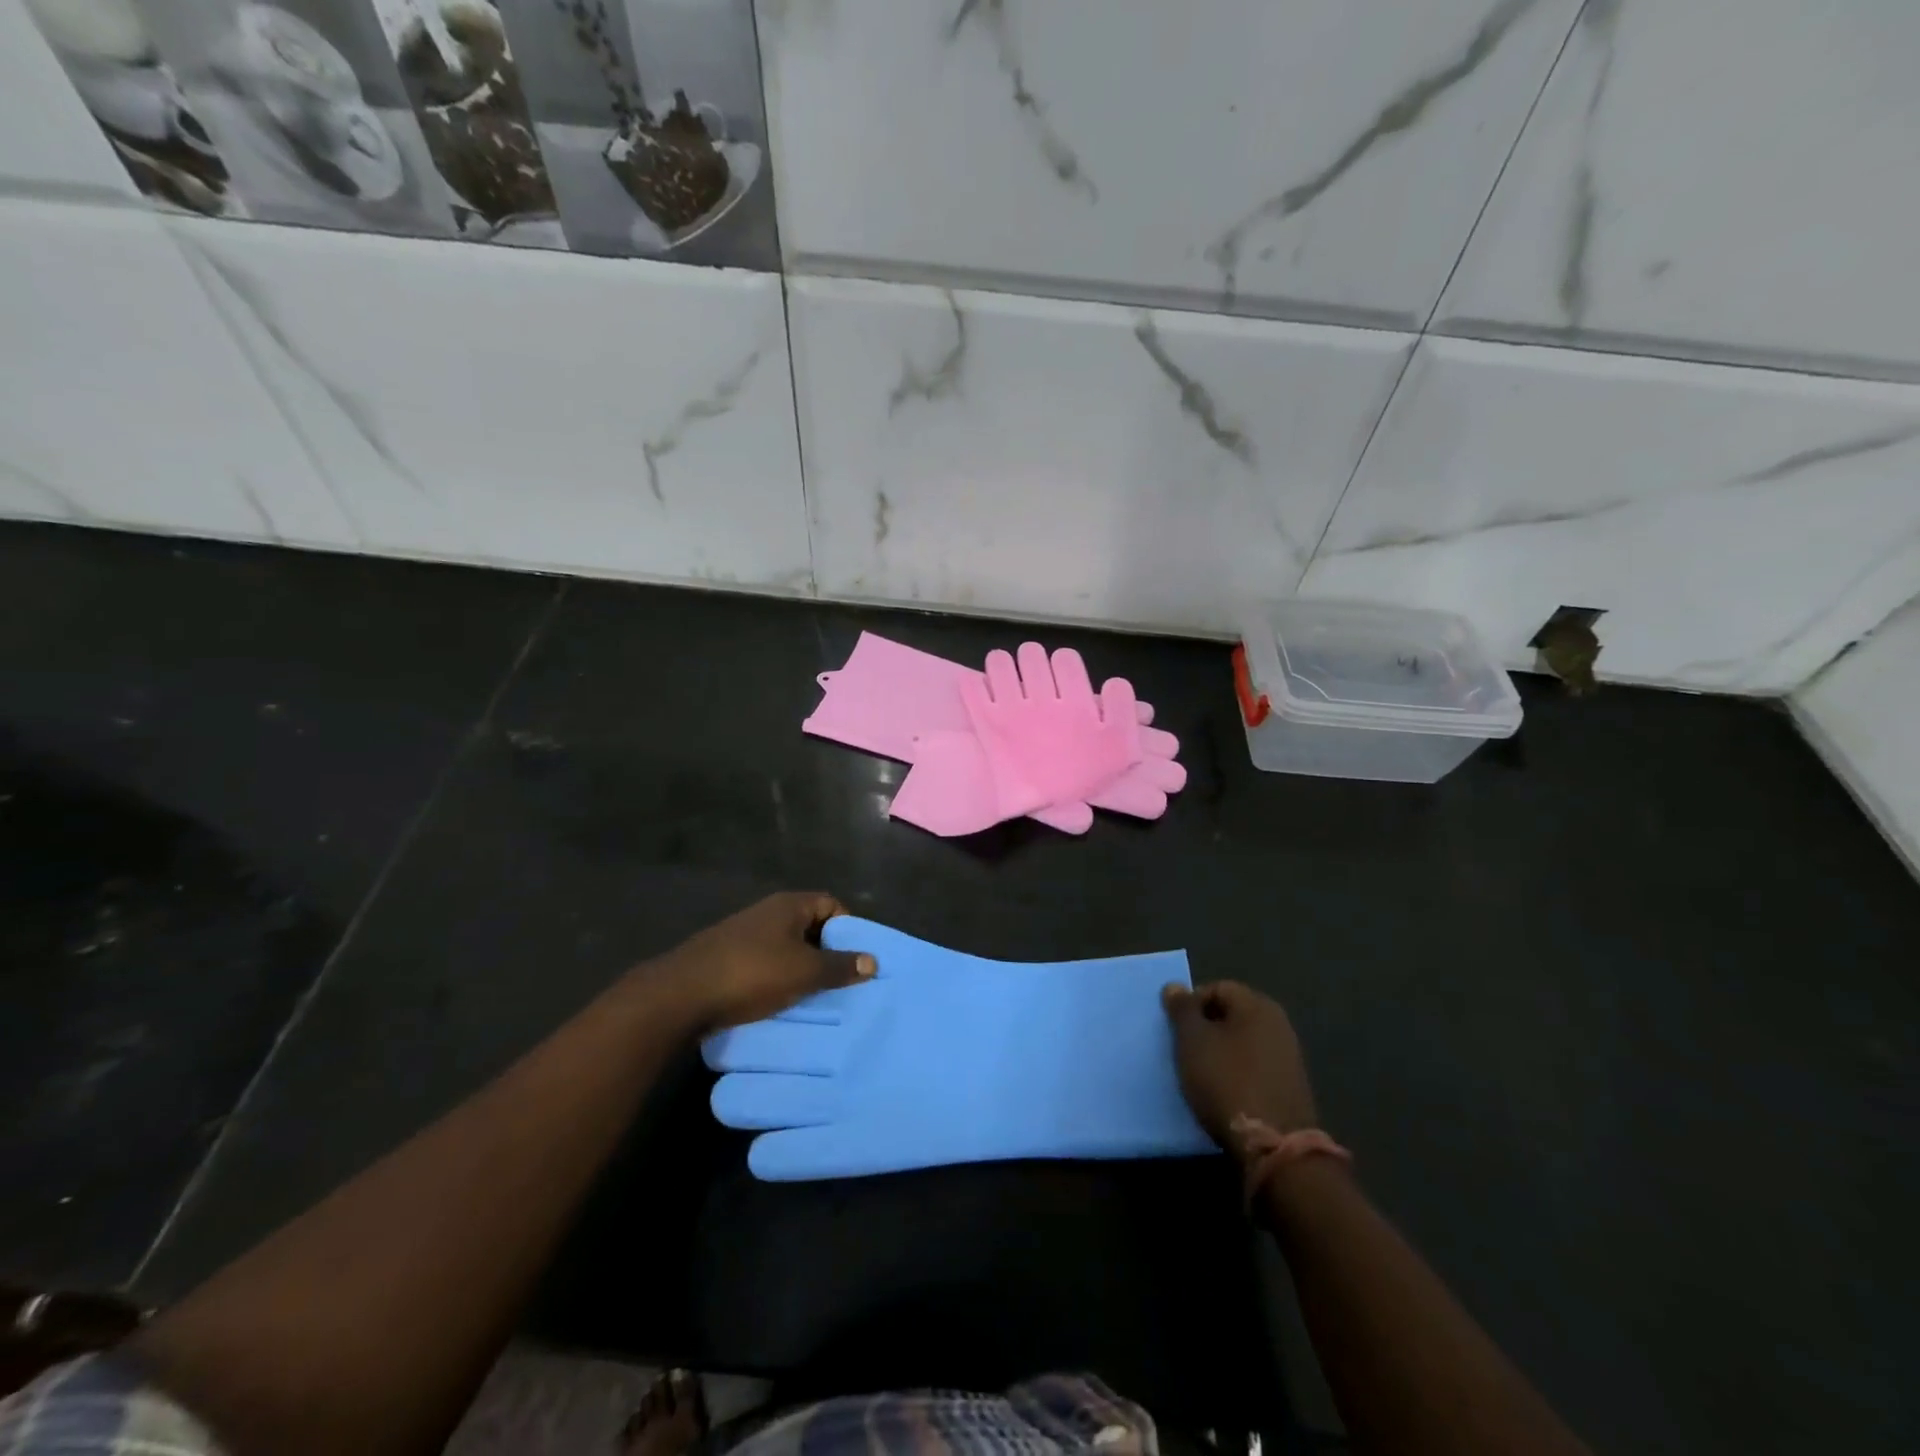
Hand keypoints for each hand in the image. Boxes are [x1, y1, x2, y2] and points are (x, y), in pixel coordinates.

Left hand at [660, 893, 874, 1030]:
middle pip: (809, 926)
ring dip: (802, 969)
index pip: (831, 903)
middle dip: (827, 951)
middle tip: (842, 980)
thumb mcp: (804, 972)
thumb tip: (873, 960)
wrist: (680, 995)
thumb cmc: (751, 974)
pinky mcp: (727, 959)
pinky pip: (764, 964)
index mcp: (789, 905)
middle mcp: (767, 913)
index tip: (857, 956)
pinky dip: (778, 979)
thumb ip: (840, 966)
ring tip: (816, 997)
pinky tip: (781, 1003)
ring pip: (786, 948)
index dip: (848, 926)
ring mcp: (744, 935)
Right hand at [1162, 981, 1317, 1153]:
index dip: (1191, 1004)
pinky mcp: (1290, 1088)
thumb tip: (1175, 986)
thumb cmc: (1227, 1081)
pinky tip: (1222, 1093)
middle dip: (1205, 1029)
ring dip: (1219, 1053)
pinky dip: (1236, 1075)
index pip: (1217, 988)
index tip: (1175, 1030)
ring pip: (1242, 1043)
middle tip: (1183, 1050)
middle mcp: (1278, 1024)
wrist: (1275, 1146)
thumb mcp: (1192, 1041)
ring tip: (1198, 1074)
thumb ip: (1182, 1010)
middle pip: (1231, 1015)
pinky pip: (1254, 1069)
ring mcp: (1288, 1057)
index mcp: (1257, 1005)